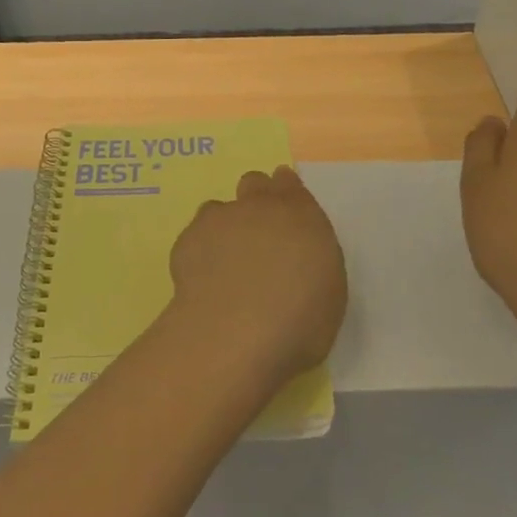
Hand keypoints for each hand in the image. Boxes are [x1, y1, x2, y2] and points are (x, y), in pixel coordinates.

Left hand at [163, 167, 347, 388]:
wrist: (238, 332)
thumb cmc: (300, 320)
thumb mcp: (328, 288)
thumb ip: (310, 258)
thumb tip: (295, 256)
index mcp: (300, 214)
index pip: (289, 184)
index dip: (285, 191)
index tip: (283, 207)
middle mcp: (259, 206)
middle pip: (253, 183)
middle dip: (255, 199)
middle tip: (257, 234)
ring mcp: (220, 219)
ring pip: (218, 209)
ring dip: (224, 227)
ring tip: (225, 263)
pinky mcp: (188, 240)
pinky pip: (195, 237)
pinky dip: (200, 253)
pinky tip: (204, 280)